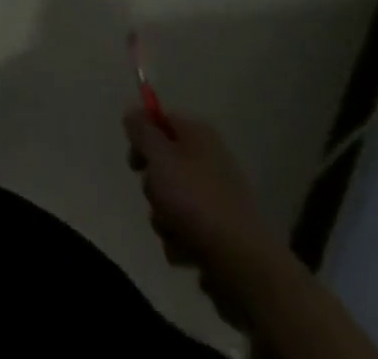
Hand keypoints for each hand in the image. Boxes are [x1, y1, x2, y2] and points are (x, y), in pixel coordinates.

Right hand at [123, 107, 278, 290]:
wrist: (244, 265)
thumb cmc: (196, 201)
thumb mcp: (159, 157)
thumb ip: (141, 132)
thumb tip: (133, 113)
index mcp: (198, 135)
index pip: (161, 120)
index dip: (142, 137)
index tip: (134, 161)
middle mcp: (209, 161)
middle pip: (164, 164)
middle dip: (153, 187)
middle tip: (157, 197)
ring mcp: (217, 200)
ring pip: (172, 202)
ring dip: (164, 220)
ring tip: (174, 232)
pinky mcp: (220, 235)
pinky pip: (186, 232)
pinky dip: (182, 243)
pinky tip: (188, 253)